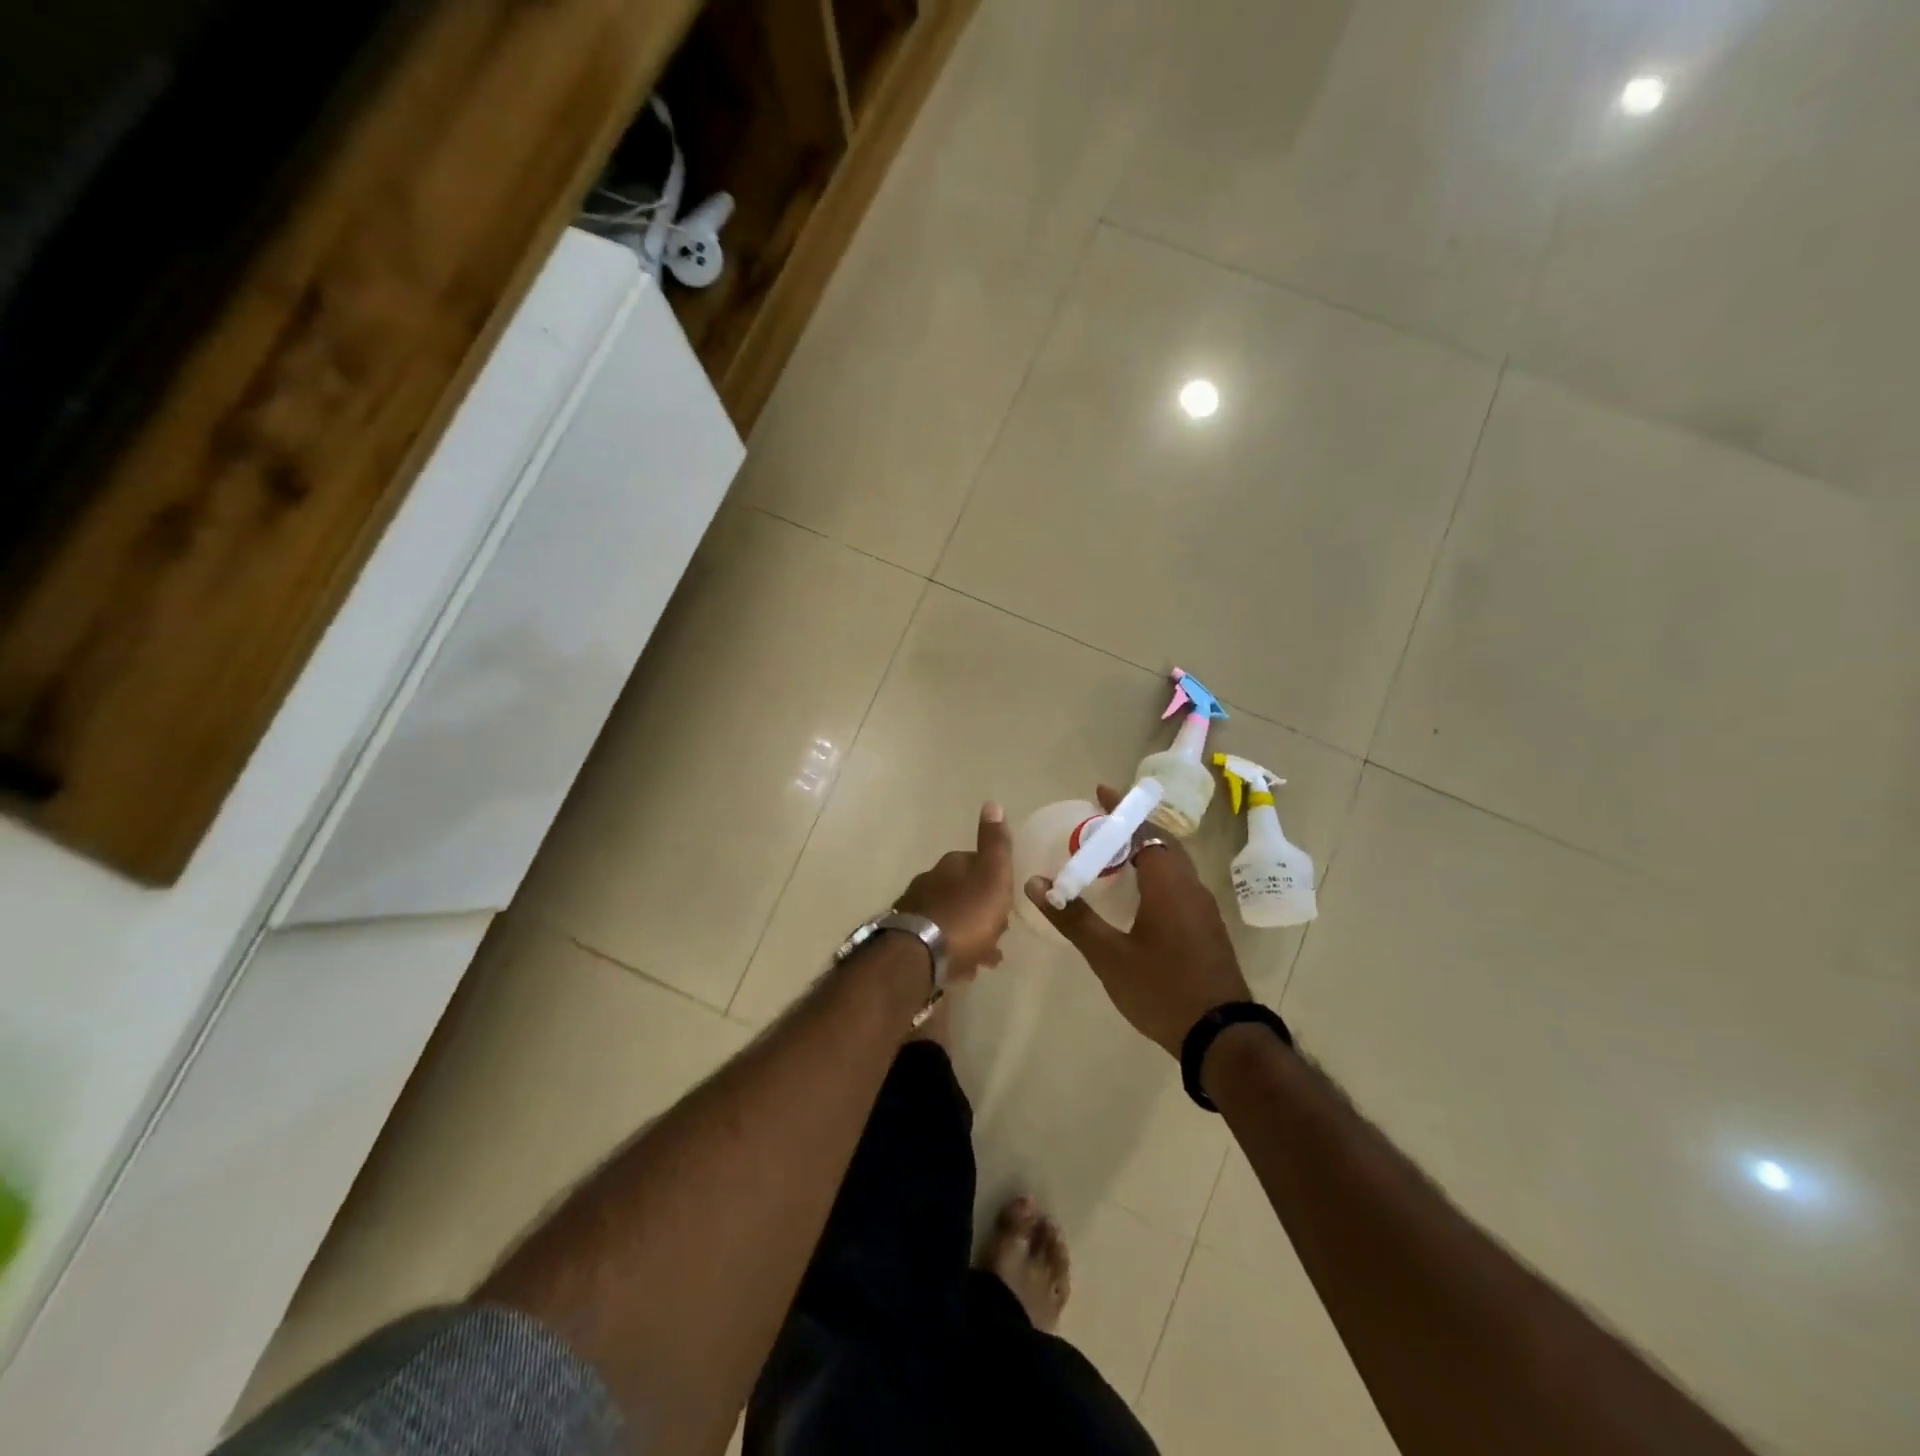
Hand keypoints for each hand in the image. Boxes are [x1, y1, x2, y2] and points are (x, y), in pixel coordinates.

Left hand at [895, 802, 1014, 980]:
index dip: (995, 882)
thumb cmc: (966, 915)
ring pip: (951, 919)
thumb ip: (995, 844)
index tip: (1007, 902)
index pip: (976, 864)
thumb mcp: (992, 876)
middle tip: (1000, 934)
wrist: (919, 956)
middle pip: (962, 893)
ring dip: (969, 934)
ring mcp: (915, 911)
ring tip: (986, 958)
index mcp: (951, 866)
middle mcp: (929, 883)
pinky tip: (963, 969)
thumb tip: (992, 803)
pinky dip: (953, 952)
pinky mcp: (907, 940)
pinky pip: (938, 942)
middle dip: (982, 911)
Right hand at [1026, 784, 1251, 1055]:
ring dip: (1145, 852)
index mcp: (1169, 883)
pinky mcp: (1206, 928)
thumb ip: (1073, 917)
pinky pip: (1178, 885)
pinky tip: (1137, 895)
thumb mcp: (1109, 956)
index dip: (1121, 810)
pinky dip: (1155, 875)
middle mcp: (1190, 886)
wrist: (1221, 1036)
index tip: (1099, 792)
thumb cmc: (1162, 988)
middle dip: (1132, 828)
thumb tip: (1036, 883)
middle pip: (1161, 843)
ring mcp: (1203, 908)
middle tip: (1099, 825)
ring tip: (1112, 855)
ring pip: (1173, 865)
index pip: (1144, 830)